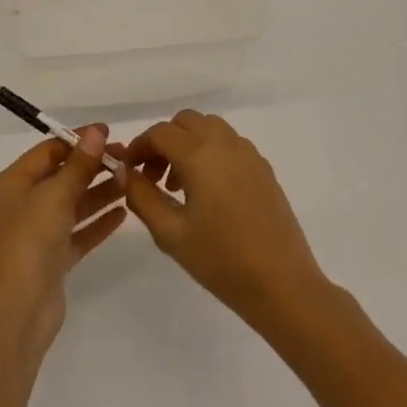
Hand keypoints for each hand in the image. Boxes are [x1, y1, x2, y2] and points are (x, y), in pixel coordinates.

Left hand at [0, 126, 126, 363]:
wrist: (16, 311)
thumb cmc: (28, 241)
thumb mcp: (54, 195)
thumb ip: (79, 164)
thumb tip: (96, 131)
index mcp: (8, 185)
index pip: (46, 152)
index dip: (77, 141)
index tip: (109, 133)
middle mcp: (18, 207)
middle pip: (59, 178)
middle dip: (92, 167)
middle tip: (128, 158)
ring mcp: (34, 236)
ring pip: (71, 206)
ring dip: (99, 193)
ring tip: (131, 181)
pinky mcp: (51, 261)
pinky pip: (76, 234)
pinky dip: (97, 223)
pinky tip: (123, 213)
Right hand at [120, 111, 328, 331]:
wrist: (282, 284)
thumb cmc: (221, 260)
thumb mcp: (170, 233)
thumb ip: (141, 196)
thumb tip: (124, 172)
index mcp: (200, 154)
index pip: (159, 133)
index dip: (138, 147)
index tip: (127, 171)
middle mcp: (225, 143)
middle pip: (185, 122)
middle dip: (163, 141)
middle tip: (152, 177)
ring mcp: (249, 154)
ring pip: (209, 128)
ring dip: (188, 144)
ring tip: (178, 186)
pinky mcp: (264, 169)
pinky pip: (230, 144)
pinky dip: (210, 152)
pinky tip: (207, 192)